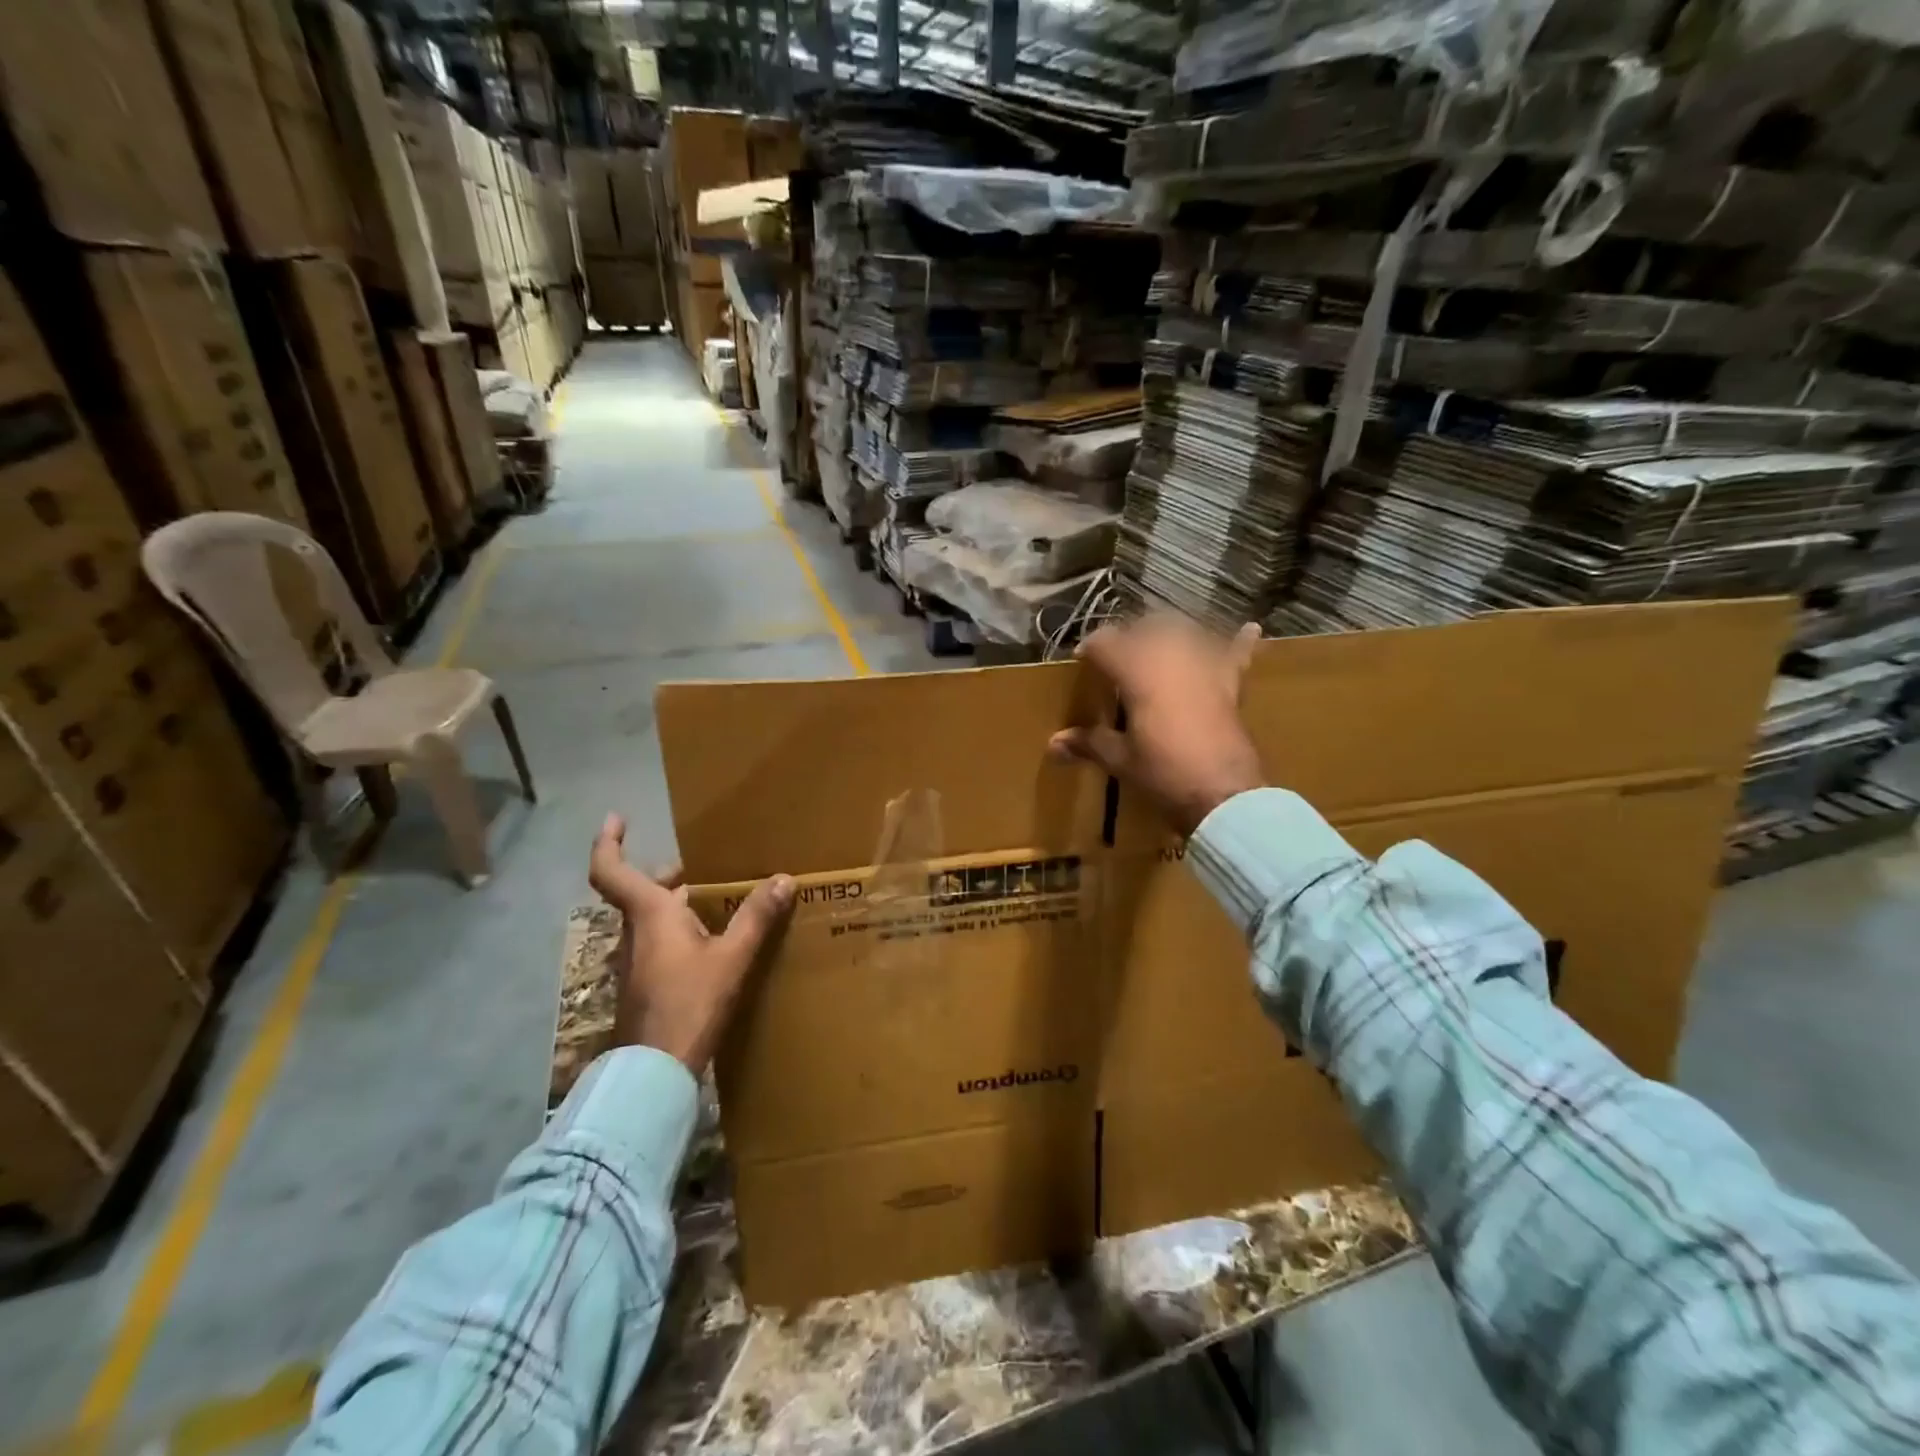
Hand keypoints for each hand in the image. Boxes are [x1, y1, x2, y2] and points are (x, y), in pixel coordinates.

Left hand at [587, 814, 794, 1073]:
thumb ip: (756, 917)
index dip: (607, 841)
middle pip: (643, 892)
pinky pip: (660, 942)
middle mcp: (636, 931)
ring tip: (720, 902)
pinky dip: (681, 931)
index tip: (617, 817)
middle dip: (670, 876)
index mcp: (650, 914)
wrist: (654, 1071)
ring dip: (679, 904)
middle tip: (705, 867)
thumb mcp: (731, 957)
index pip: (611, 870)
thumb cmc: (689, 1003)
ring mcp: (636, 961)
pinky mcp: (644, 984)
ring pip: (652, 918)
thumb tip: (784, 879)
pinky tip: (713, 943)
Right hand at [1049, 615, 1265, 836]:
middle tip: (1116, 661)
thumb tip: (1053, 743)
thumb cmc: (1163, 773)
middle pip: (1145, 628)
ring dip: (1168, 635)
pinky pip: (1236, 655)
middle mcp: (1170, 655)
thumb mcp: (1120, 759)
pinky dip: (1240, 643)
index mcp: (1137, 670)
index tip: (1081, 661)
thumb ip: (1088, 743)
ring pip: (1184, 631)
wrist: (1222, 794)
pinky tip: (1249, 630)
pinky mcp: (1230, 684)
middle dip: (1128, 638)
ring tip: (1156, 648)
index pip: (1105, 642)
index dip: (1090, 648)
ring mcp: (1205, 666)